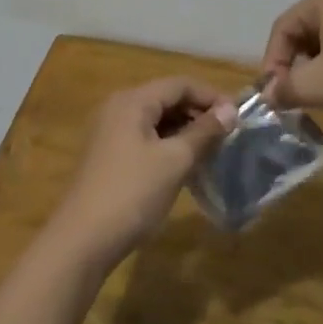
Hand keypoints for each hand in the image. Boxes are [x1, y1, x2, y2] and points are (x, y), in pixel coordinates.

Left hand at [49, 78, 236, 270]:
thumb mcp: (175, 161)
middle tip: (228, 135)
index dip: (211, 96)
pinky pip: (145, 137)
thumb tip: (230, 112)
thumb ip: (204, 132)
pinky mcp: (108, 154)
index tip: (238, 117)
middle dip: (199, 113)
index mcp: (133, 101)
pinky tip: (185, 164)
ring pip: (156, 119)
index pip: (179, 84)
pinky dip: (168, 144)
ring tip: (212, 150)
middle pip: (166, 98)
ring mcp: (110, 131)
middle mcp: (118, 107)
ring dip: (185, 130)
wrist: (83, 239)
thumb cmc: (132, 193)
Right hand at [260, 0, 322, 128]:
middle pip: (308, 28)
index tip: (274, 94)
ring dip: (319, 64)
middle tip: (295, 94)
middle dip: (296, 63)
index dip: (272, 61)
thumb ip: (285, 88)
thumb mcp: (317, 86)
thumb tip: (270, 95)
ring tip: (322, 93)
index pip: (283, 26)